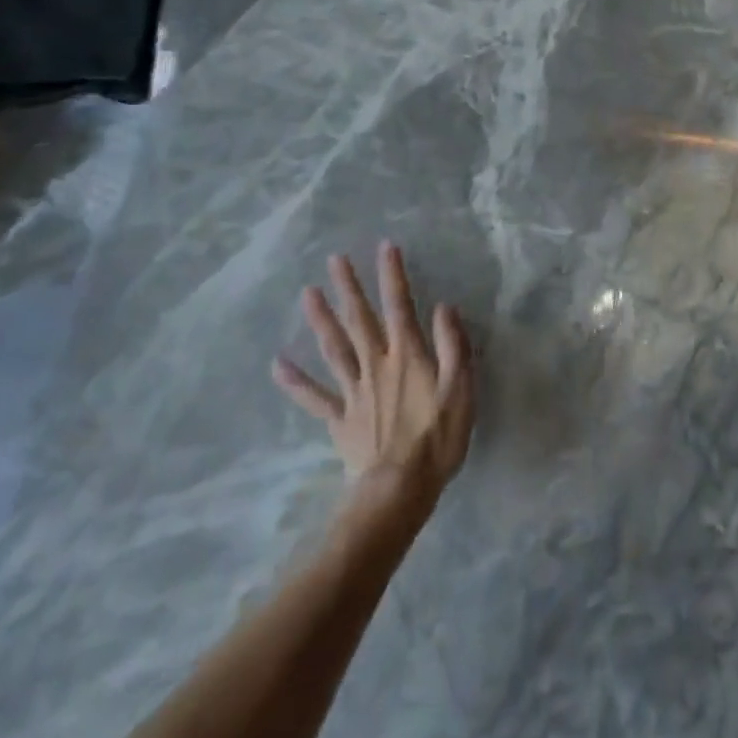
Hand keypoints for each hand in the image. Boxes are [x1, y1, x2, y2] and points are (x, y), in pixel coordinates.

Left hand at [272, 242, 474, 508]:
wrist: (399, 490)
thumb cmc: (437, 438)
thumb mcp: (460, 388)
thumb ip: (453, 345)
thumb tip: (444, 307)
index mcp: (407, 355)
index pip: (399, 305)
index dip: (392, 275)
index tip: (384, 247)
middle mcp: (376, 364)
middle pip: (359, 319)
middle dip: (348, 287)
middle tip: (334, 259)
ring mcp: (354, 391)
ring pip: (334, 348)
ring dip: (321, 319)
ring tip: (307, 293)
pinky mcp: (340, 419)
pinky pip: (314, 397)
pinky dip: (295, 381)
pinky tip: (277, 363)